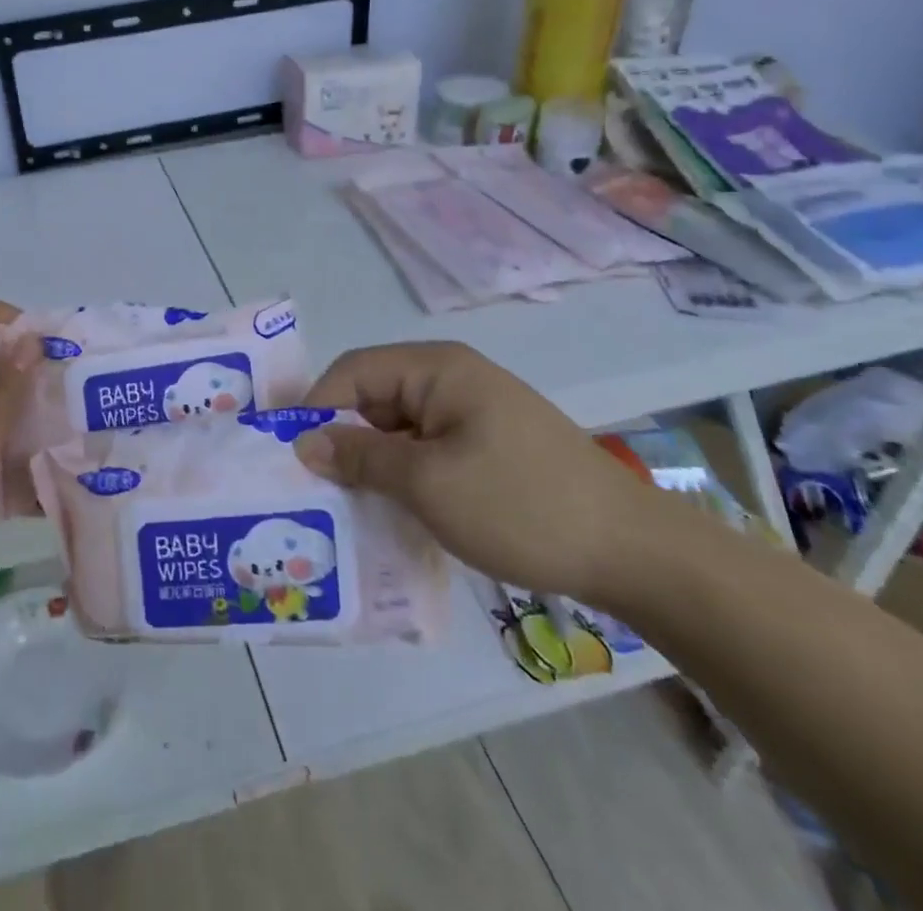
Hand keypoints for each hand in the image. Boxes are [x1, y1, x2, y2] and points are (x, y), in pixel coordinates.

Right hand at [293, 342, 670, 601]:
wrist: (635, 553)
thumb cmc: (521, 505)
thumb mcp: (428, 483)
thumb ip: (360, 457)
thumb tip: (303, 441)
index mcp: (437, 368)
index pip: (353, 371)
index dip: (315, 406)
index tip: (287, 454)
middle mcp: (451, 379)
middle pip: (373, 398)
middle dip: (341, 438)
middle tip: (311, 488)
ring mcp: (472, 413)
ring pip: (398, 429)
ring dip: (371, 463)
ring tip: (343, 506)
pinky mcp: (487, 446)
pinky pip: (426, 450)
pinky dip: (403, 476)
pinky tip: (391, 511)